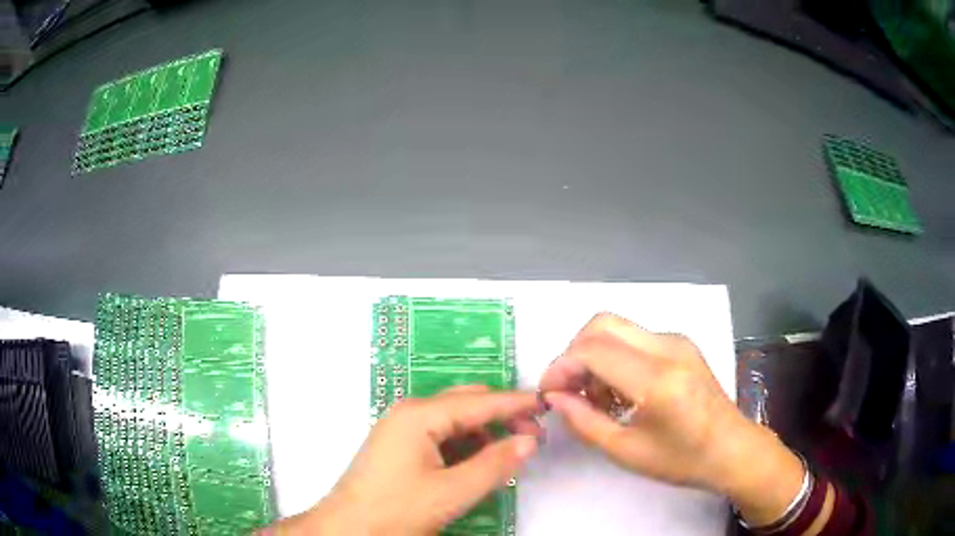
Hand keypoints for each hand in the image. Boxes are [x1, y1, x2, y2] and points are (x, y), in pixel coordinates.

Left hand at [278, 386, 543, 534]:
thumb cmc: (396, 510)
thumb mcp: (452, 492)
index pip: (479, 402)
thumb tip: (529, 441)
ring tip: (510, 451)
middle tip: (533, 434)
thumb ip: (494, 465)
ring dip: (484, 432)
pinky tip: (479, 461)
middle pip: (465, 404)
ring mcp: (401, 429)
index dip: (516, 403)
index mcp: (419, 416)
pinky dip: (465, 445)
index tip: (547, 404)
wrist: (348, 529)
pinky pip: (440, 436)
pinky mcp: (399, 447)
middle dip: (501, 415)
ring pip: (453, 421)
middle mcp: (409, 413)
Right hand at [539, 313, 804, 526]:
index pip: (593, 351)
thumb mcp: (626, 452)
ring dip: (594, 356)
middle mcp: (668, 347)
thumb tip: (555, 398)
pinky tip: (620, 391)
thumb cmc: (682, 459)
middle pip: (602, 324)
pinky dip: (615, 357)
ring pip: (617, 328)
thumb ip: (584, 422)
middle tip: (569, 390)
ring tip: (596, 398)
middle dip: (574, 353)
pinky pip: (635, 338)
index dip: (561, 368)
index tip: (549, 394)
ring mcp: (677, 341)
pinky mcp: (681, 344)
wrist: (732, 449)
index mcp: (657, 379)